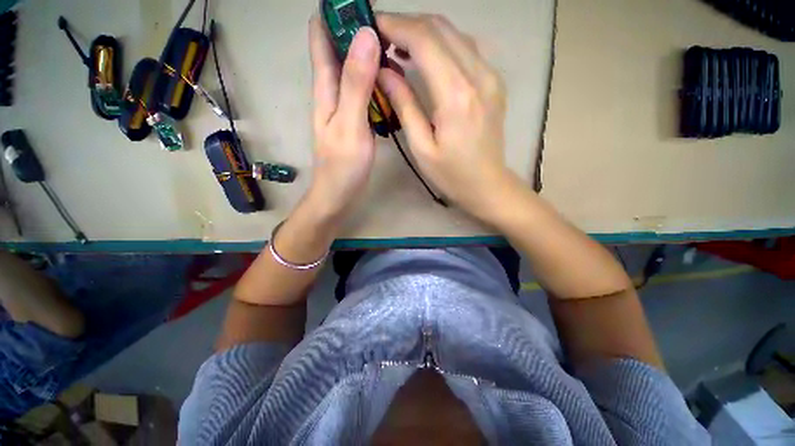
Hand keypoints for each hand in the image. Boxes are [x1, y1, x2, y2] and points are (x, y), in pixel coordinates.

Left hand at [305, 16, 381, 220]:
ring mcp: (343, 106)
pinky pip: (362, 89)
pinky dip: (373, 77)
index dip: (334, 13)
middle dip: (355, 28)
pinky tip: (388, 76)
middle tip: (384, 19)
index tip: (357, 1)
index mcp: (325, 88)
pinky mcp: (353, 119)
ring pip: (351, 68)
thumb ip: (356, 84)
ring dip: (366, 51)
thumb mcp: (350, 125)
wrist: (338, 195)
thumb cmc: (342, 166)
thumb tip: (366, 37)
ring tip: (391, 42)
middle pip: (337, 49)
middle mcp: (331, 92)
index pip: (321, 37)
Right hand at [376, 13, 513, 220]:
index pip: (424, 40)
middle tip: (381, 35)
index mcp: (456, 96)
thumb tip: (384, 72)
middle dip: (407, 23)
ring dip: (424, 31)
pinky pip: (466, 48)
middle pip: (440, 27)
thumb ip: (404, 105)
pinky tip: (425, 56)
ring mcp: (491, 76)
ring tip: (398, 45)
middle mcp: (478, 75)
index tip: (371, 26)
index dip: (395, 26)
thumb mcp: (421, 147)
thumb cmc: (451, 175)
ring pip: (455, 33)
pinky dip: (442, 44)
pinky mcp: (494, 81)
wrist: (488, 185)